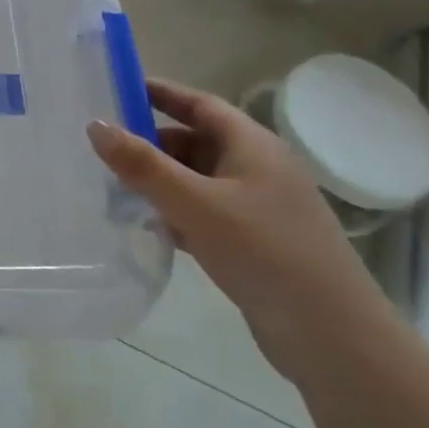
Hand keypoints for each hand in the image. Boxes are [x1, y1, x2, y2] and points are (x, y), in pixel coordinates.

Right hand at [88, 78, 394, 381]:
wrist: (333, 337)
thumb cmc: (264, 253)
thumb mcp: (195, 204)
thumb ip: (143, 165)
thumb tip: (95, 125)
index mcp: (253, 145)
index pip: (200, 103)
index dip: (160, 93)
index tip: (117, 89)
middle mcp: (258, 168)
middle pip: (196, 141)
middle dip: (151, 143)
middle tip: (103, 148)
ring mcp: (259, 207)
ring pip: (198, 180)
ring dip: (160, 181)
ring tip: (113, 187)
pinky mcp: (255, 242)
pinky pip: (205, 212)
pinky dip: (176, 212)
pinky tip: (148, 226)